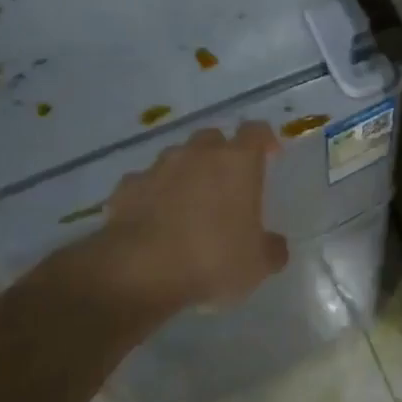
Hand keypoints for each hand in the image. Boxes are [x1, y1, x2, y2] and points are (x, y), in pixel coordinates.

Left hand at [92, 122, 287, 314]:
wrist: (139, 271)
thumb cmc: (212, 258)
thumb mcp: (257, 265)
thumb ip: (272, 249)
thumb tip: (275, 245)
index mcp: (237, 162)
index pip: (256, 131)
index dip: (264, 140)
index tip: (270, 156)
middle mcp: (198, 154)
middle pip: (213, 139)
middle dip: (220, 155)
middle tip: (225, 184)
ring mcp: (158, 167)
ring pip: (176, 158)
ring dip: (184, 173)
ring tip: (186, 205)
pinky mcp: (127, 187)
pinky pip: (143, 183)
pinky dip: (150, 195)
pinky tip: (152, 220)